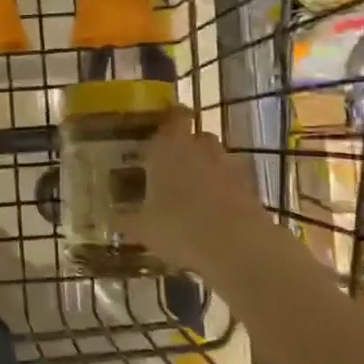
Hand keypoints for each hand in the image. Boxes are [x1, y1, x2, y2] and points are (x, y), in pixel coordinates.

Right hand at [115, 109, 302, 288]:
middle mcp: (201, 148)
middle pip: (198, 136)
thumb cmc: (178, 226)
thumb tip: (113, 219)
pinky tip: (215, 215)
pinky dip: (226, 192)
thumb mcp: (142, 228)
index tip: (162, 128)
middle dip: (188, 148)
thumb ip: (126, 220)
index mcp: (169, 147)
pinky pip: (234, 183)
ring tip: (194, 195)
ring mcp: (230, 167)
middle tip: (173, 167)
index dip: (171, 119)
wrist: (237, 247)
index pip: (174, 116)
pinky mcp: (251, 189)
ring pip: (217, 159)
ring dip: (208, 170)